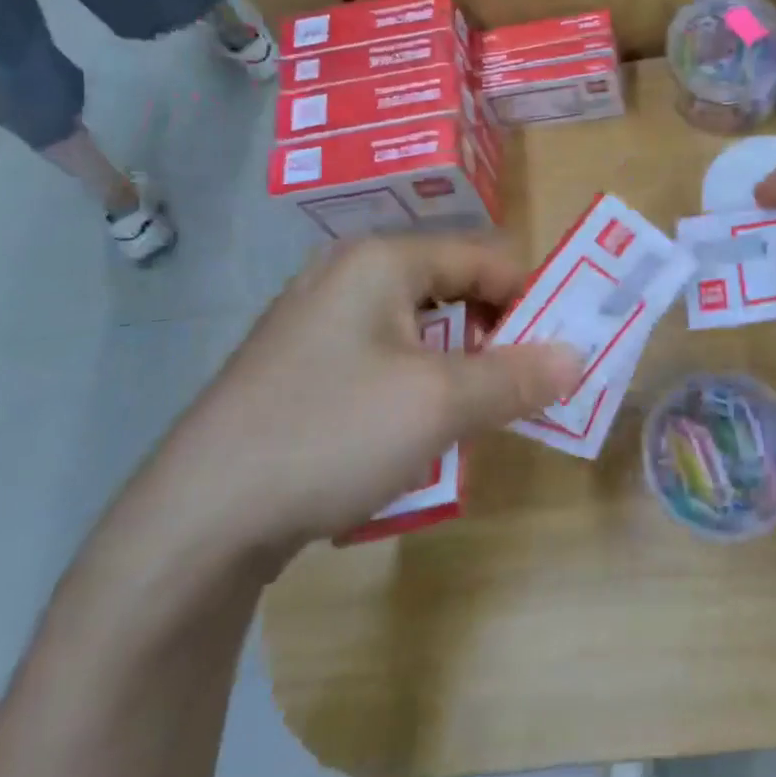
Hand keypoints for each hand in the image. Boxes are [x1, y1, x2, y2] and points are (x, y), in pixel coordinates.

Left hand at [141, 236, 581, 569]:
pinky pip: (381, 358)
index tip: (555, 354)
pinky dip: (412, 385)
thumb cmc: (332, 434)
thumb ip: (516, 376)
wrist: (198, 518)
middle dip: (492, 338)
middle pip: (452, 289)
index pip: (486, 257)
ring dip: (455, 368)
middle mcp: (347, 274)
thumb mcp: (440, 404)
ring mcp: (316, 319)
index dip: (530, 299)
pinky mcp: (299, 363)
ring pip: (417, 329)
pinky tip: (407, 434)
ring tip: (466, 418)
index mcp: (382, 260)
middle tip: (514, 392)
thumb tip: (577, 357)